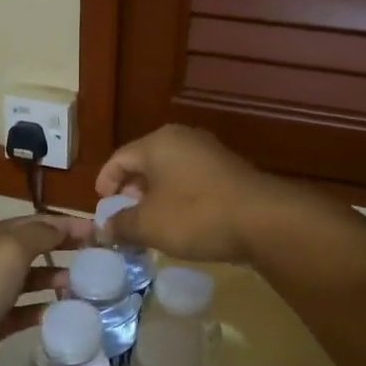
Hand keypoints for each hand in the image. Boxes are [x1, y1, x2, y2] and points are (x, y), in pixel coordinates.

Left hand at [0, 213, 90, 365]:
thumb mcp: (11, 249)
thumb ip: (41, 234)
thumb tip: (63, 226)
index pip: (37, 222)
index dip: (67, 224)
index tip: (100, 232)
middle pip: (36, 249)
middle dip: (65, 250)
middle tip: (100, 259)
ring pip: (32, 280)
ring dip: (58, 279)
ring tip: (88, 287)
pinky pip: (27, 311)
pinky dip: (46, 309)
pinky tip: (67, 313)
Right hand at [95, 124, 283, 263]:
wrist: (263, 220)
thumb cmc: (195, 216)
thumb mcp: (149, 225)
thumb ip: (121, 224)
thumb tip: (105, 226)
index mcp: (158, 143)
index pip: (119, 157)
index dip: (105, 181)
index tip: (102, 205)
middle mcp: (183, 139)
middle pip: (145, 161)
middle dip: (131, 188)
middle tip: (125, 212)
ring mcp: (210, 152)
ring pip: (170, 170)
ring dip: (156, 194)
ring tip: (151, 220)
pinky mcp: (229, 170)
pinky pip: (192, 179)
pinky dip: (179, 196)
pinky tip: (181, 220)